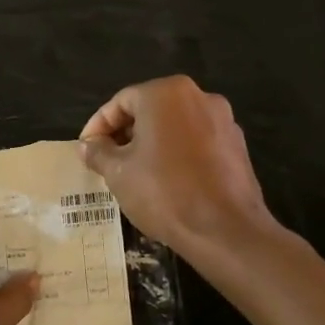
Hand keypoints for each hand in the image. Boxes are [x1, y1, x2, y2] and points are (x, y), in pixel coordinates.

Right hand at [79, 75, 276, 260]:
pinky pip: (197, 141)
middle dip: (125, 133)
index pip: (121, 102)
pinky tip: (167, 180)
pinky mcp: (237, 145)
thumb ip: (98, 152)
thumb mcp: (118, 173)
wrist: (225, 229)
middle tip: (107, 160)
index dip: (98, 126)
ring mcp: (223, 120)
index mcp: (166, 94)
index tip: (87, 149)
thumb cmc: (164, 192)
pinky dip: (177, 153)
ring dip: (152, 143)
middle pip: (150, 109)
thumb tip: (88, 145)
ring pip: (175, 126)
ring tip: (135, 173)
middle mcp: (198, 96)